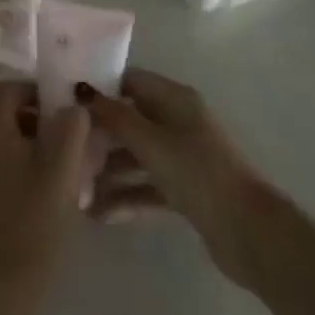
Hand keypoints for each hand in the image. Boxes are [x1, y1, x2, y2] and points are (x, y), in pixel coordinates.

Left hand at [0, 81, 90, 295]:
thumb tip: (72, 107)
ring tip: (44, 174)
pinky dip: (0, 176)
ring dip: (14, 149)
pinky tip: (22, 201)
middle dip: (27, 121)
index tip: (60, 112)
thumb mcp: (63, 169)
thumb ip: (71, 127)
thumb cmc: (33, 221)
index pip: (7, 89)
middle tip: (58, 144)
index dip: (34, 92)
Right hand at [78, 69, 274, 289]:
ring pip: (137, 156)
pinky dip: (127, 197)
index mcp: (175, 99)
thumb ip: (115, 117)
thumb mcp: (152, 142)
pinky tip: (100, 215)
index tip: (66, 102)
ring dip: (109, 171)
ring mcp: (183, 157)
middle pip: (131, 120)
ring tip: (76, 190)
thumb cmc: (198, 174)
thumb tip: (81, 90)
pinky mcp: (186, 191)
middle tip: (64, 150)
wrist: (250, 232)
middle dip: (100, 135)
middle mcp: (179, 122)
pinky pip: (148, 186)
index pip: (130, 81)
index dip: (100, 89)